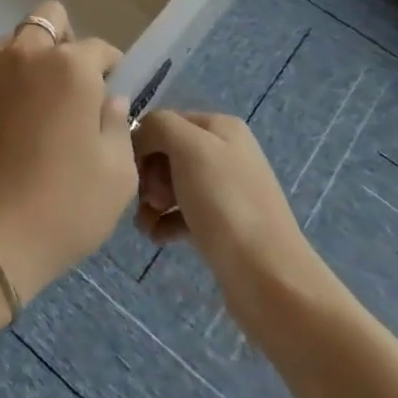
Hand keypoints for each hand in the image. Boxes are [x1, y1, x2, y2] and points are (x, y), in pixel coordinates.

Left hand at [0, 1, 134, 305]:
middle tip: (65, 88)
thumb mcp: (117, 175)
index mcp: (70, 68)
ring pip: (9, 44)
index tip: (107, 94)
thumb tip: (107, 99)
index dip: (108, 69)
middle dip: (62, 43)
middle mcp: (23, 54)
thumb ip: (117, 124)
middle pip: (47, 19)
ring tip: (25, 110)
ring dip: (24, 63)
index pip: (98, 48)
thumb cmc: (62, 209)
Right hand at [132, 110, 325, 319]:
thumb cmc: (225, 203)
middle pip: (167, 153)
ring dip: (151, 201)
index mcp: (221, 127)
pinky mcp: (221, 225)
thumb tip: (140, 137)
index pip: (164, 121)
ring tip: (145, 224)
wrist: (267, 276)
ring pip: (171, 185)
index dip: (142, 142)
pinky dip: (164, 222)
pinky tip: (156, 237)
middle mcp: (225, 153)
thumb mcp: (189, 147)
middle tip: (146, 199)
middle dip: (148, 174)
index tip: (130, 170)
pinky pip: (181, 214)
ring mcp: (225, 191)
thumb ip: (159, 126)